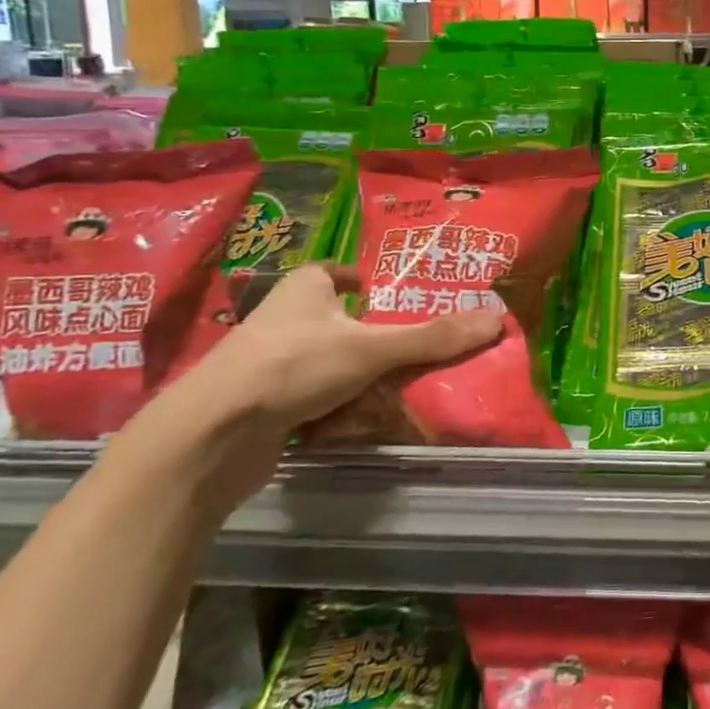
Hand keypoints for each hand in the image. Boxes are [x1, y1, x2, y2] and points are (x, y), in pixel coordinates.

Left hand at [132, 265, 501, 506]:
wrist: (211, 436)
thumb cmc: (293, 366)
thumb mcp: (372, 347)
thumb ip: (434, 337)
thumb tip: (498, 319)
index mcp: (303, 288)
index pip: (333, 272)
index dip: (358, 280)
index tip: (384, 294)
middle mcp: (283, 319)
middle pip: (334, 320)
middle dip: (367, 334)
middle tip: (410, 345)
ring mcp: (268, 364)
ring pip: (324, 362)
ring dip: (354, 374)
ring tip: (396, 385)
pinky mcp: (262, 405)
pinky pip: (311, 399)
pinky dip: (334, 407)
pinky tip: (360, 418)